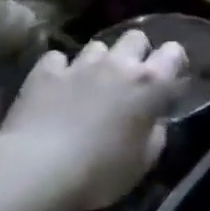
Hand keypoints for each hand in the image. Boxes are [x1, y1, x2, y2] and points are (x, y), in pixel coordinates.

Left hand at [0, 29, 187, 210]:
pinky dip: (60, 69)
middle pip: (135, 37)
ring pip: (97, 45)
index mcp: (150, 84)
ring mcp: (79, 65)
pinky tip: (57, 87)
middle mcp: (118, 65)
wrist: (36, 172)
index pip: (173, 52)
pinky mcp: (44, 73)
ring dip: (99, 61)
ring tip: (91, 83)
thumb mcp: (144, 161)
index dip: (174, 62)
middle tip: (130, 79)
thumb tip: (154, 119)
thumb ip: (155, 132)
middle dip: (136, 53)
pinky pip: (57, 58)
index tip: (169, 78)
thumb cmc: (100, 173)